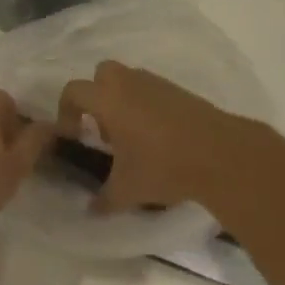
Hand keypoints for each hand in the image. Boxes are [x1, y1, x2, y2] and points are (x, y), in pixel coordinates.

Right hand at [57, 61, 264, 214]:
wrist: (217, 153)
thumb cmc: (162, 165)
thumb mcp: (127, 190)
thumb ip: (104, 199)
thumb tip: (91, 210)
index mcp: (107, 99)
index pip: (73, 91)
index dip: (66, 111)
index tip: (74, 135)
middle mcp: (126, 82)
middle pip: (100, 74)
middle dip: (96, 96)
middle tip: (104, 129)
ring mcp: (154, 82)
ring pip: (127, 80)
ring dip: (122, 100)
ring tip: (132, 136)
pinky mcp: (176, 89)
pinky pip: (149, 89)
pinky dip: (145, 104)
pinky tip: (157, 136)